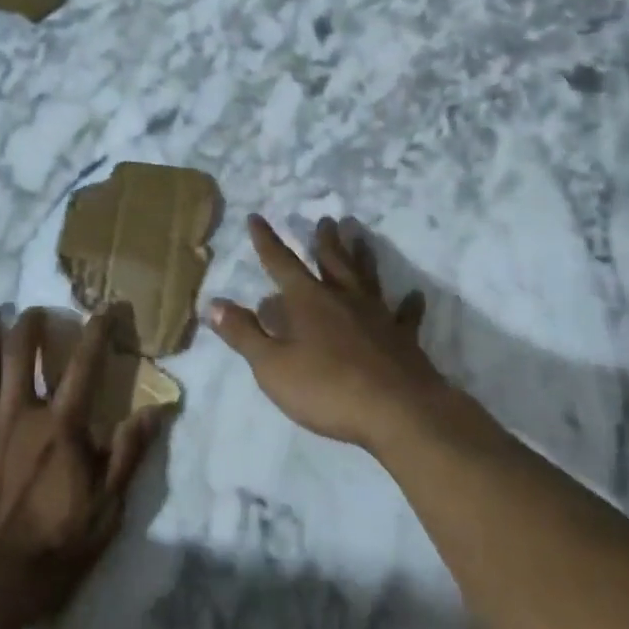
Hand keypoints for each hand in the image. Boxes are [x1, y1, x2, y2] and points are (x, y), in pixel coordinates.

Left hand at [0, 305, 161, 624]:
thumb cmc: (49, 549)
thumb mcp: (105, 510)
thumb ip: (128, 456)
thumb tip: (156, 411)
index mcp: (61, 427)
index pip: (84, 367)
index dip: (96, 334)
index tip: (104, 309)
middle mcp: (20, 414)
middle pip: (22, 356)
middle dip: (30, 327)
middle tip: (35, 310)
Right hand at [210, 216, 448, 453]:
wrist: (397, 411)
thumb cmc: (326, 388)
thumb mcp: (271, 366)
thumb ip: (244, 334)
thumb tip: (214, 303)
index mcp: (307, 301)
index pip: (280, 263)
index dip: (266, 241)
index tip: (256, 217)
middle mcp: (343, 298)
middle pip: (331, 261)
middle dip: (324, 240)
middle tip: (326, 219)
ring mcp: (377, 315)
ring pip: (367, 277)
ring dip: (362, 256)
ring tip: (361, 237)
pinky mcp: (403, 338)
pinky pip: (406, 315)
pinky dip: (409, 304)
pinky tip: (414, 294)